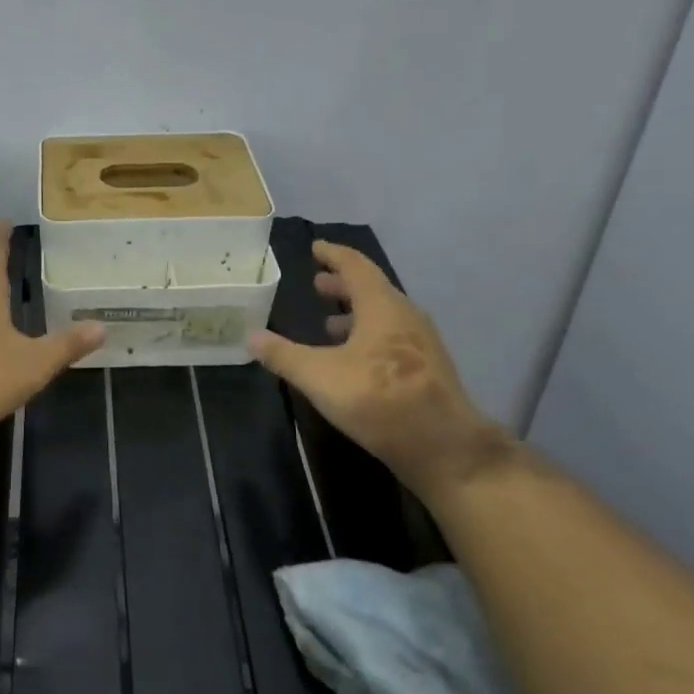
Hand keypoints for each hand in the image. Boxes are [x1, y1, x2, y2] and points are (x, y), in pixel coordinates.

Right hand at [247, 241, 507, 497]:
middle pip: (372, 289)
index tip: (316, 248)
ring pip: (384, 316)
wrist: (442, 445)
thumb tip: (251, 337)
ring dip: (356, 313)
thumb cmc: (377, 397)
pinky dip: (368, 335)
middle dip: (343, 285)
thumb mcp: (318, 376)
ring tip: (329, 323)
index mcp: (381, 306)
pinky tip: (353, 358)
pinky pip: (392, 337)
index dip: (333, 255)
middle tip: (318, 284)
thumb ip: (283, 355)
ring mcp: (421, 343)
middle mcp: (405, 316)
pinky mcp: (427, 369)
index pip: (356, 266)